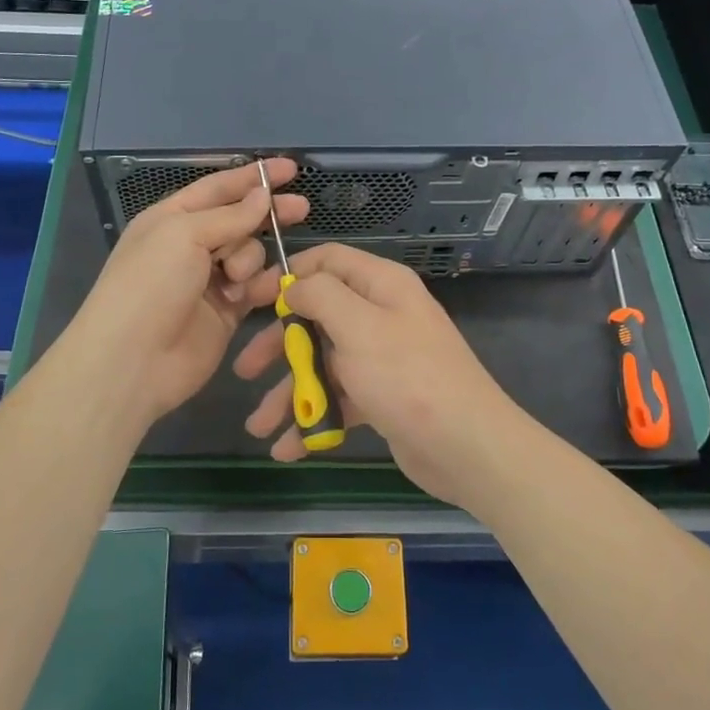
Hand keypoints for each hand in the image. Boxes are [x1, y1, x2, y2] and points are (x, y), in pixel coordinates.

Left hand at [69, 159, 305, 427]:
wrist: (133, 360)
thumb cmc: (150, 285)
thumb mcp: (184, 235)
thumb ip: (229, 216)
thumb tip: (262, 197)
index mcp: (172, 218)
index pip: (219, 187)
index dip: (253, 176)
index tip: (290, 169)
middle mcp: (191, 245)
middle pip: (240, 219)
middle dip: (267, 213)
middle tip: (301, 208)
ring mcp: (209, 280)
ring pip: (250, 254)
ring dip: (250, 260)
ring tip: (235, 279)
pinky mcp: (227, 312)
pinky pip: (255, 288)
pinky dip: (260, 287)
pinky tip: (254, 292)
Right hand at [232, 243, 539, 508]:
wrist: (466, 447)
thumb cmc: (407, 376)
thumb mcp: (358, 326)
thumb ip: (320, 295)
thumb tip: (294, 284)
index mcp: (381, 285)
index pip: (327, 261)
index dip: (288, 275)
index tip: (250, 298)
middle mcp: (382, 315)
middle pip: (319, 316)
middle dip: (279, 345)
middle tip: (244, 369)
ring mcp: (383, 358)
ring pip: (324, 363)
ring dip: (290, 392)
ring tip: (258, 427)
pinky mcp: (383, 397)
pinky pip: (339, 398)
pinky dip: (315, 419)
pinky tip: (288, 448)